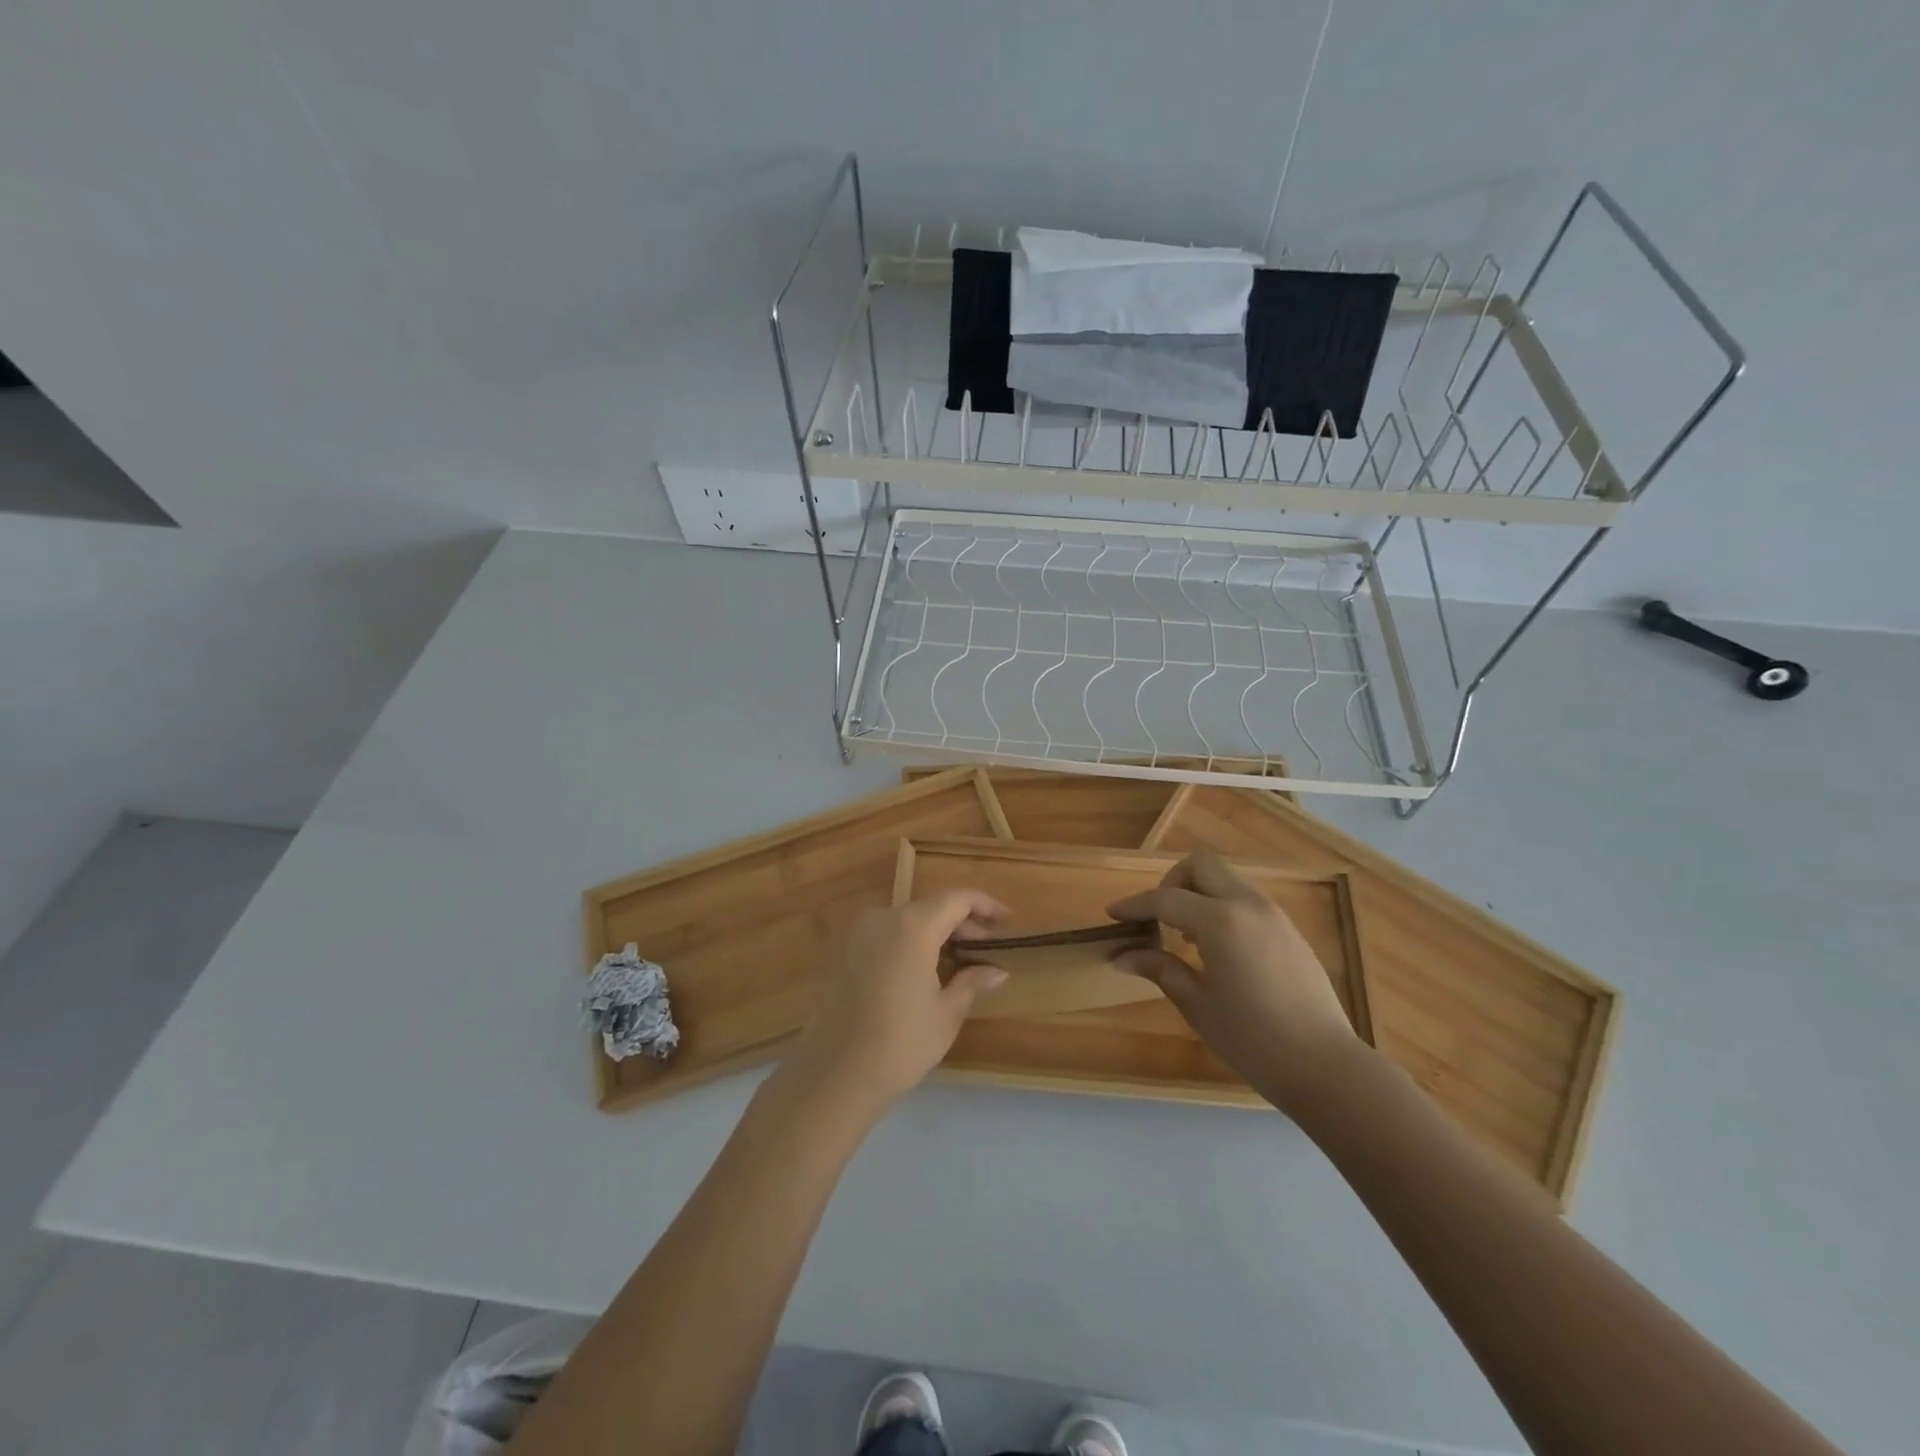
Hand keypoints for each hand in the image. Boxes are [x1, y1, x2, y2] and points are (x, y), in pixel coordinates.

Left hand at [787, 891, 1010, 1111]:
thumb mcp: (946, 1013)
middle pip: (932, 907)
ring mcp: (859, 933)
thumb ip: (972, 982)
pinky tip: (926, 970)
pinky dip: (911, 942)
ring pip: (908, 920)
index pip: (957, 899)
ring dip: (936, 933)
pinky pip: (887, 935)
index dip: (986, 905)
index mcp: (913, 926)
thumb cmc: (900, 1042)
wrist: (835, 1074)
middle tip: (988, 947)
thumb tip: (997, 970)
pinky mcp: (845, 952)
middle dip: (962, 923)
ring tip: (961, 960)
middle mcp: (884, 917)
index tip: (1008, 921)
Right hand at [1108, 849, 1360, 1114]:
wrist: (1326, 1066)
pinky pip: (1245, 900)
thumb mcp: (1198, 1005)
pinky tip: (1216, 949)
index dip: (1135, 904)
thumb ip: (1160, 969)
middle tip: (1158, 919)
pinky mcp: (1288, 930)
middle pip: (1201, 865)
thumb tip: (1122, 956)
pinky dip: (1221, 908)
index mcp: (1221, 922)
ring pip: (1225, 880)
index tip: (1112, 914)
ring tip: (1185, 937)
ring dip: (1198, 894)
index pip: (1165, 899)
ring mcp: (1273, 915)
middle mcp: (1248, 905)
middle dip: (1172, 882)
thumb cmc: (1253, 1040)